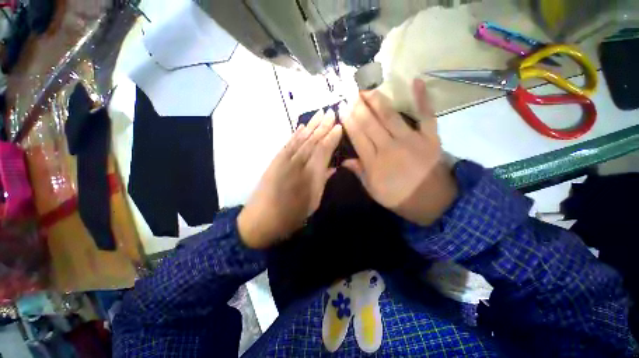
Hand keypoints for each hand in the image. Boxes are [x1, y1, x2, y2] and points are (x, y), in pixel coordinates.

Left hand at [238, 110, 342, 248]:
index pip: (323, 150)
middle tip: (331, 112)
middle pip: (312, 141)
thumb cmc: (291, 216)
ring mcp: (284, 160)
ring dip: (311, 125)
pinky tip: (301, 127)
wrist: (260, 220)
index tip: (339, 126)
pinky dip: (295, 134)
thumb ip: (322, 181)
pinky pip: (288, 144)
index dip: (331, 137)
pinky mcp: (275, 161)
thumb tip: (332, 167)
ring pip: (300, 139)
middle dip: (323, 126)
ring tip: (319, 114)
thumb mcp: (313, 203)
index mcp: (310, 176)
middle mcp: (297, 164)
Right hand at [341, 79, 457, 225]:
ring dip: (377, 101)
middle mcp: (389, 147)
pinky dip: (422, 98)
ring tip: (367, 89)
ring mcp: (411, 140)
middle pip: (370, 124)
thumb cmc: (398, 198)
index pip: (357, 137)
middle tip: (350, 94)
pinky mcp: (430, 137)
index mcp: (374, 162)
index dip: (349, 122)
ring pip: (390, 116)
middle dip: (358, 108)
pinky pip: (426, 115)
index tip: (342, 109)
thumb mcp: (373, 191)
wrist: (432, 203)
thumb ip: (359, 173)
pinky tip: (416, 81)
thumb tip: (344, 161)